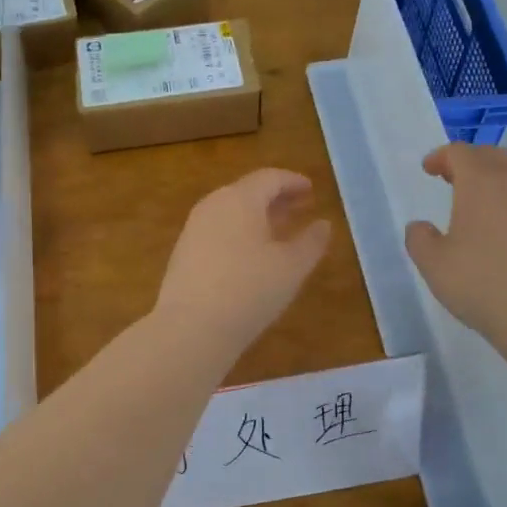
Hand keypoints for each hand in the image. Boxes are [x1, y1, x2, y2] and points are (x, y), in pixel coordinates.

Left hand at [156, 168, 331, 359]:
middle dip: (276, 198)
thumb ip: (311, 242)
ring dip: (257, 217)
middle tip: (300, 208)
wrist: (191, 328)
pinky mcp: (183, 253)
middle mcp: (212, 205)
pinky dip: (239, 233)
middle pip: (248, 192)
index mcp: (239, 199)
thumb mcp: (291, 268)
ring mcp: (193, 229)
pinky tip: (251, 256)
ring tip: (279, 232)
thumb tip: (323, 224)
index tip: (311, 190)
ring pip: (231, 212)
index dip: (293, 182)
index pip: (269, 178)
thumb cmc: (249, 290)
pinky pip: (217, 231)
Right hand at [404, 143, 506, 343]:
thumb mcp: (433, 264)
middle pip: (492, 156)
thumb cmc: (480, 283)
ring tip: (481, 203)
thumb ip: (419, 239)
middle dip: (470, 161)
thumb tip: (420, 227)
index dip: (441, 156)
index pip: (460, 152)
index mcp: (480, 184)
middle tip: (452, 178)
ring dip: (496, 180)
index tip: (429, 169)